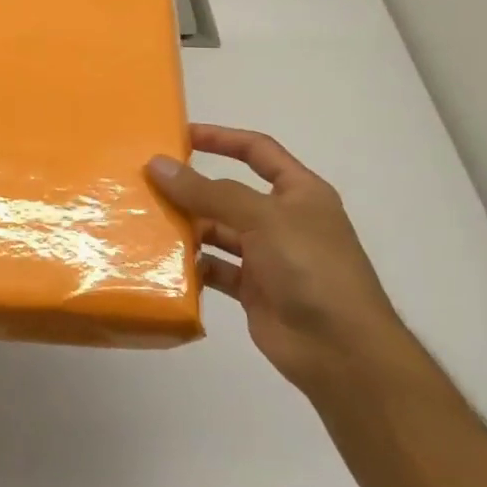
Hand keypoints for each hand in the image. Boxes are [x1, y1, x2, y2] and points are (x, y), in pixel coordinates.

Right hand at [147, 125, 411, 391]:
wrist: (341, 350)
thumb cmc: (311, 268)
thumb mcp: (262, 218)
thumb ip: (208, 192)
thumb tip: (158, 165)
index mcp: (299, 193)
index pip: (257, 151)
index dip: (221, 139)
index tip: (179, 136)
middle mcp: (283, 220)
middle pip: (229, 194)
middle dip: (192, 189)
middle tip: (146, 184)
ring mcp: (268, 256)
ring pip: (218, 231)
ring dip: (188, 227)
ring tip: (146, 221)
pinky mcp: (253, 289)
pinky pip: (215, 268)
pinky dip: (193, 265)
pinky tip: (164, 262)